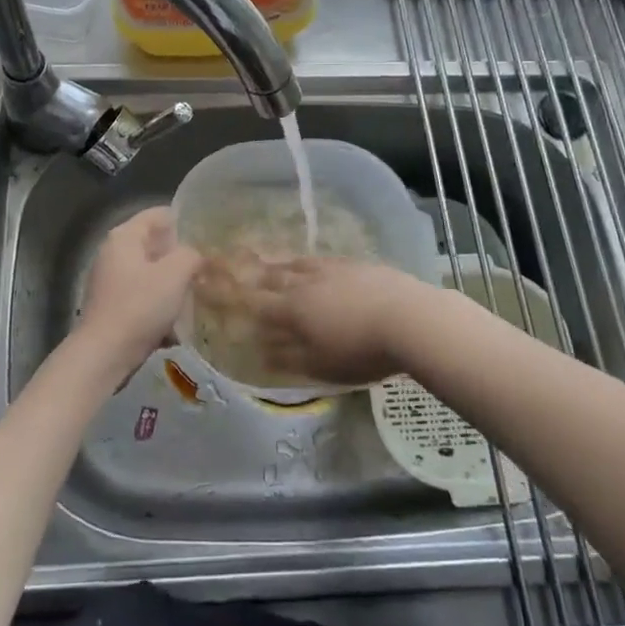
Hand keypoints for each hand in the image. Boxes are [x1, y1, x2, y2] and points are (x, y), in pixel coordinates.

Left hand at [76, 206, 202, 368]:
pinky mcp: (113, 307)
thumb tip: (195, 255)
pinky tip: (179, 322)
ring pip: (151, 273)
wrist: (104, 355)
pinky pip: (144, 297)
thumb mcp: (174, 273)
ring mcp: (111, 281)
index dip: (185, 221)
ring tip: (198, 294)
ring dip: (173, 284)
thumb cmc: (139, 306)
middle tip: (208, 266)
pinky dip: (161, 305)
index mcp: (124, 237)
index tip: (208, 236)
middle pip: (155, 245)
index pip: (159, 215)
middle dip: (181, 256)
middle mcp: (113, 253)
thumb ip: (191, 255)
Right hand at [192, 253, 419, 386]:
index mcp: (293, 309)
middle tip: (239, 267)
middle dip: (255, 275)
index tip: (216, 289)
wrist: (409, 318)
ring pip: (299, 264)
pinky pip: (325, 260)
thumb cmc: (361, 350)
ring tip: (273, 263)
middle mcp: (307, 282)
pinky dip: (312, 263)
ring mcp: (334, 269)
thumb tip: (260, 351)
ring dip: (282, 265)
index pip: (256, 303)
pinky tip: (317, 266)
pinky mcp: (358, 265)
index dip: (235, 298)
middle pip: (275, 276)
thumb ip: (288, 357)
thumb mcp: (320, 365)